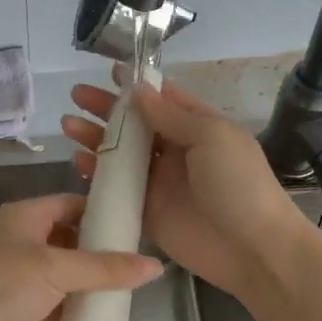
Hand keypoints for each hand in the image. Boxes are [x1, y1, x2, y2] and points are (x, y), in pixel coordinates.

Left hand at [0, 193, 163, 320]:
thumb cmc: (4, 287)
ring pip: (63, 275)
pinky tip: (99, 319)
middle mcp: (19, 241)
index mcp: (24, 217)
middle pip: (69, 240)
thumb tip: (155, 266)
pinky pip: (54, 304)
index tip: (135, 226)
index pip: (70, 204)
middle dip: (99, 252)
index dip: (101, 212)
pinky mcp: (17, 310)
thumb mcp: (58, 270)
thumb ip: (107, 268)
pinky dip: (73, 310)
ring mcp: (17, 277)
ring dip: (88, 284)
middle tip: (136, 263)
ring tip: (126, 291)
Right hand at [63, 81, 309, 298]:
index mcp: (198, 127)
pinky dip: (97, 176)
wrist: (254, 249)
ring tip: (68, 125)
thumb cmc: (239, 184)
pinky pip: (118, 189)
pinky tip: (78, 163)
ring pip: (121, 155)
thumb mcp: (211, 137)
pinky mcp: (148, 212)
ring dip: (96, 139)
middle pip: (135, 124)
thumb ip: (171, 116)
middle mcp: (177, 150)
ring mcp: (160, 182)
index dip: (136, 85)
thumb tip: (137, 90)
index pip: (163, 98)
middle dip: (107, 109)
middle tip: (76, 96)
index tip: (108, 71)